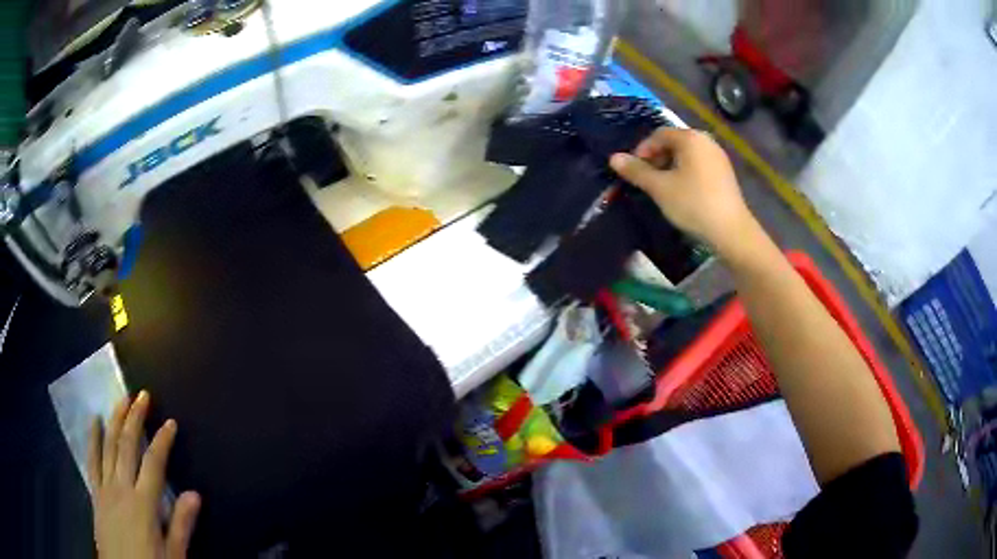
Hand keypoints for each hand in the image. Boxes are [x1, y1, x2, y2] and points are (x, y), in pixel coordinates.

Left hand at [88, 391, 200, 558]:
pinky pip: (91, 461)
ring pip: (108, 447)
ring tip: (121, 400)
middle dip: (135, 418)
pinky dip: (92, 439)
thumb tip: (195, 494)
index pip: (154, 464)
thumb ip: (181, 525)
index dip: (162, 441)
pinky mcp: (95, 493)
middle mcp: (122, 488)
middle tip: (142, 395)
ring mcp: (105, 489)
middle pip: (127, 446)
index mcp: (143, 504)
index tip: (170, 422)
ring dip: (115, 421)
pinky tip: (93, 422)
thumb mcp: (173, 555)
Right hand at [610, 128, 757, 257]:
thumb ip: (636, 171)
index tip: (633, 171)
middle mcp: (706, 141)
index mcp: (690, 138)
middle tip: (646, 180)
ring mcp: (718, 157)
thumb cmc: (693, 204)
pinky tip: (682, 193)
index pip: (659, 134)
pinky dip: (685, 173)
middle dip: (656, 158)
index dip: (642, 150)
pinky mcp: (724, 173)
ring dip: (670, 167)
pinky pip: (698, 165)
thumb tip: (613, 158)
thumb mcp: (660, 188)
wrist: (731, 231)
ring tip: (662, 188)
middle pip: (673, 142)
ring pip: (686, 155)